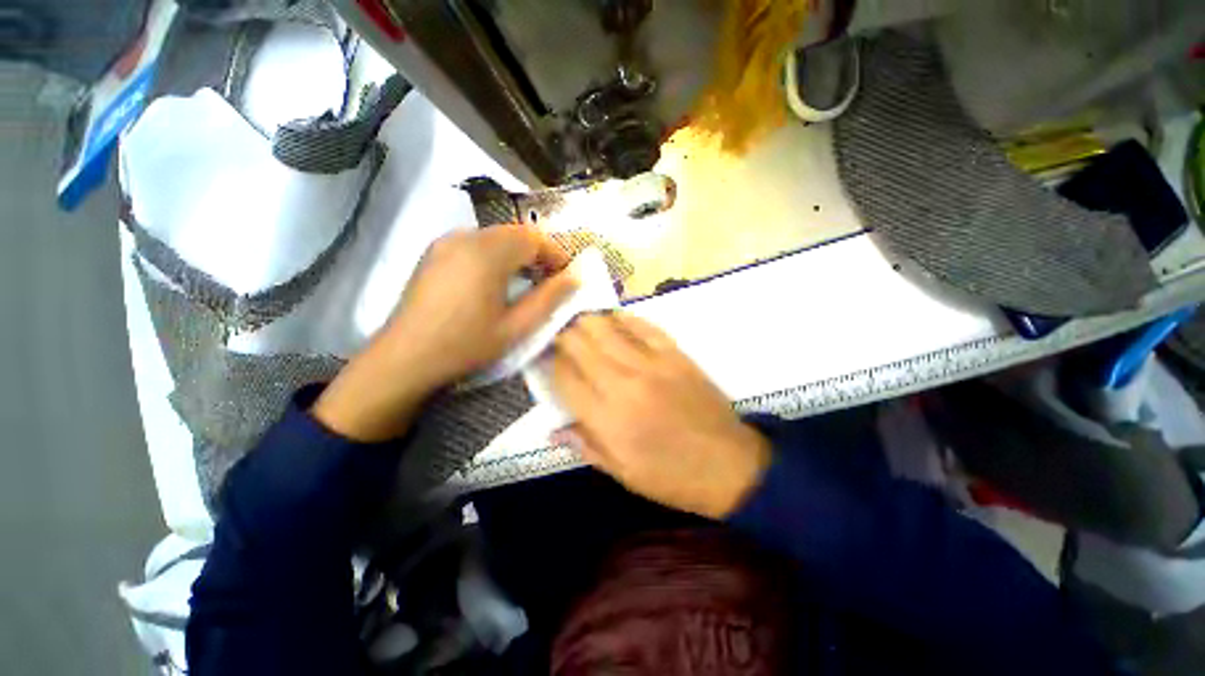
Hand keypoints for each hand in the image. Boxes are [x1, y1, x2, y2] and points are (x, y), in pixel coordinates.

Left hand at [313, 225, 575, 440]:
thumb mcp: (516, 327)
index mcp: (487, 254)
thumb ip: (549, 299)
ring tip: (527, 280)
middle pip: (515, 232)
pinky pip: (476, 241)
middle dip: (538, 251)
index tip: (567, 274)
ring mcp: (447, 242)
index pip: (533, 238)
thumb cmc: (466, 345)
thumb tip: (575, 277)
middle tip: (550, 278)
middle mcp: (466, 237)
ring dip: (518, 252)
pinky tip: (497, 279)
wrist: (405, 357)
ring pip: (496, 235)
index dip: (555, 252)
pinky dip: (496, 253)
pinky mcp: (435, 251)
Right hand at [550, 313, 771, 518]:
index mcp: (607, 418)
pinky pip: (643, 325)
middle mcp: (624, 382)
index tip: (543, 357)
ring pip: (606, 326)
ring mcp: (652, 363)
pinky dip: (623, 318)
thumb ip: (584, 445)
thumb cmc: (672, 476)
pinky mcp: (675, 353)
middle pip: (580, 343)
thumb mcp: (623, 473)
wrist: (730, 465)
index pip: (564, 377)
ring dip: (587, 320)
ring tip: (578, 321)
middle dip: (562, 334)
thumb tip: (551, 428)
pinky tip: (613, 318)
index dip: (548, 363)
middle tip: (556, 334)